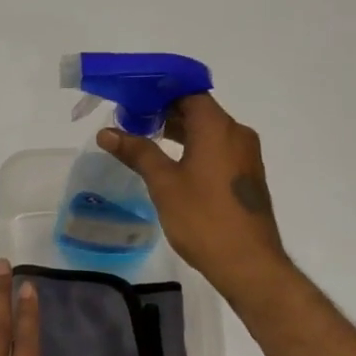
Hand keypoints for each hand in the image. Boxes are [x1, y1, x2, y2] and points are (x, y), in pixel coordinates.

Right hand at [98, 93, 290, 303]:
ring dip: (180, 131)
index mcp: (218, 127)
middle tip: (132, 120)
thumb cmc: (203, 218)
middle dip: (166, 111)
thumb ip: (138, 152)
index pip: (188, 92)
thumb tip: (107, 132)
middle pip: (199, 110)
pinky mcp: (246, 175)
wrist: (248, 263)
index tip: (133, 99)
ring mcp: (245, 155)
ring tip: (147, 139)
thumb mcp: (164, 183)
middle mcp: (237, 133)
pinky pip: (218, 148)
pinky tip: (173, 163)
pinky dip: (195, 147)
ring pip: (209, 131)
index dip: (160, 92)